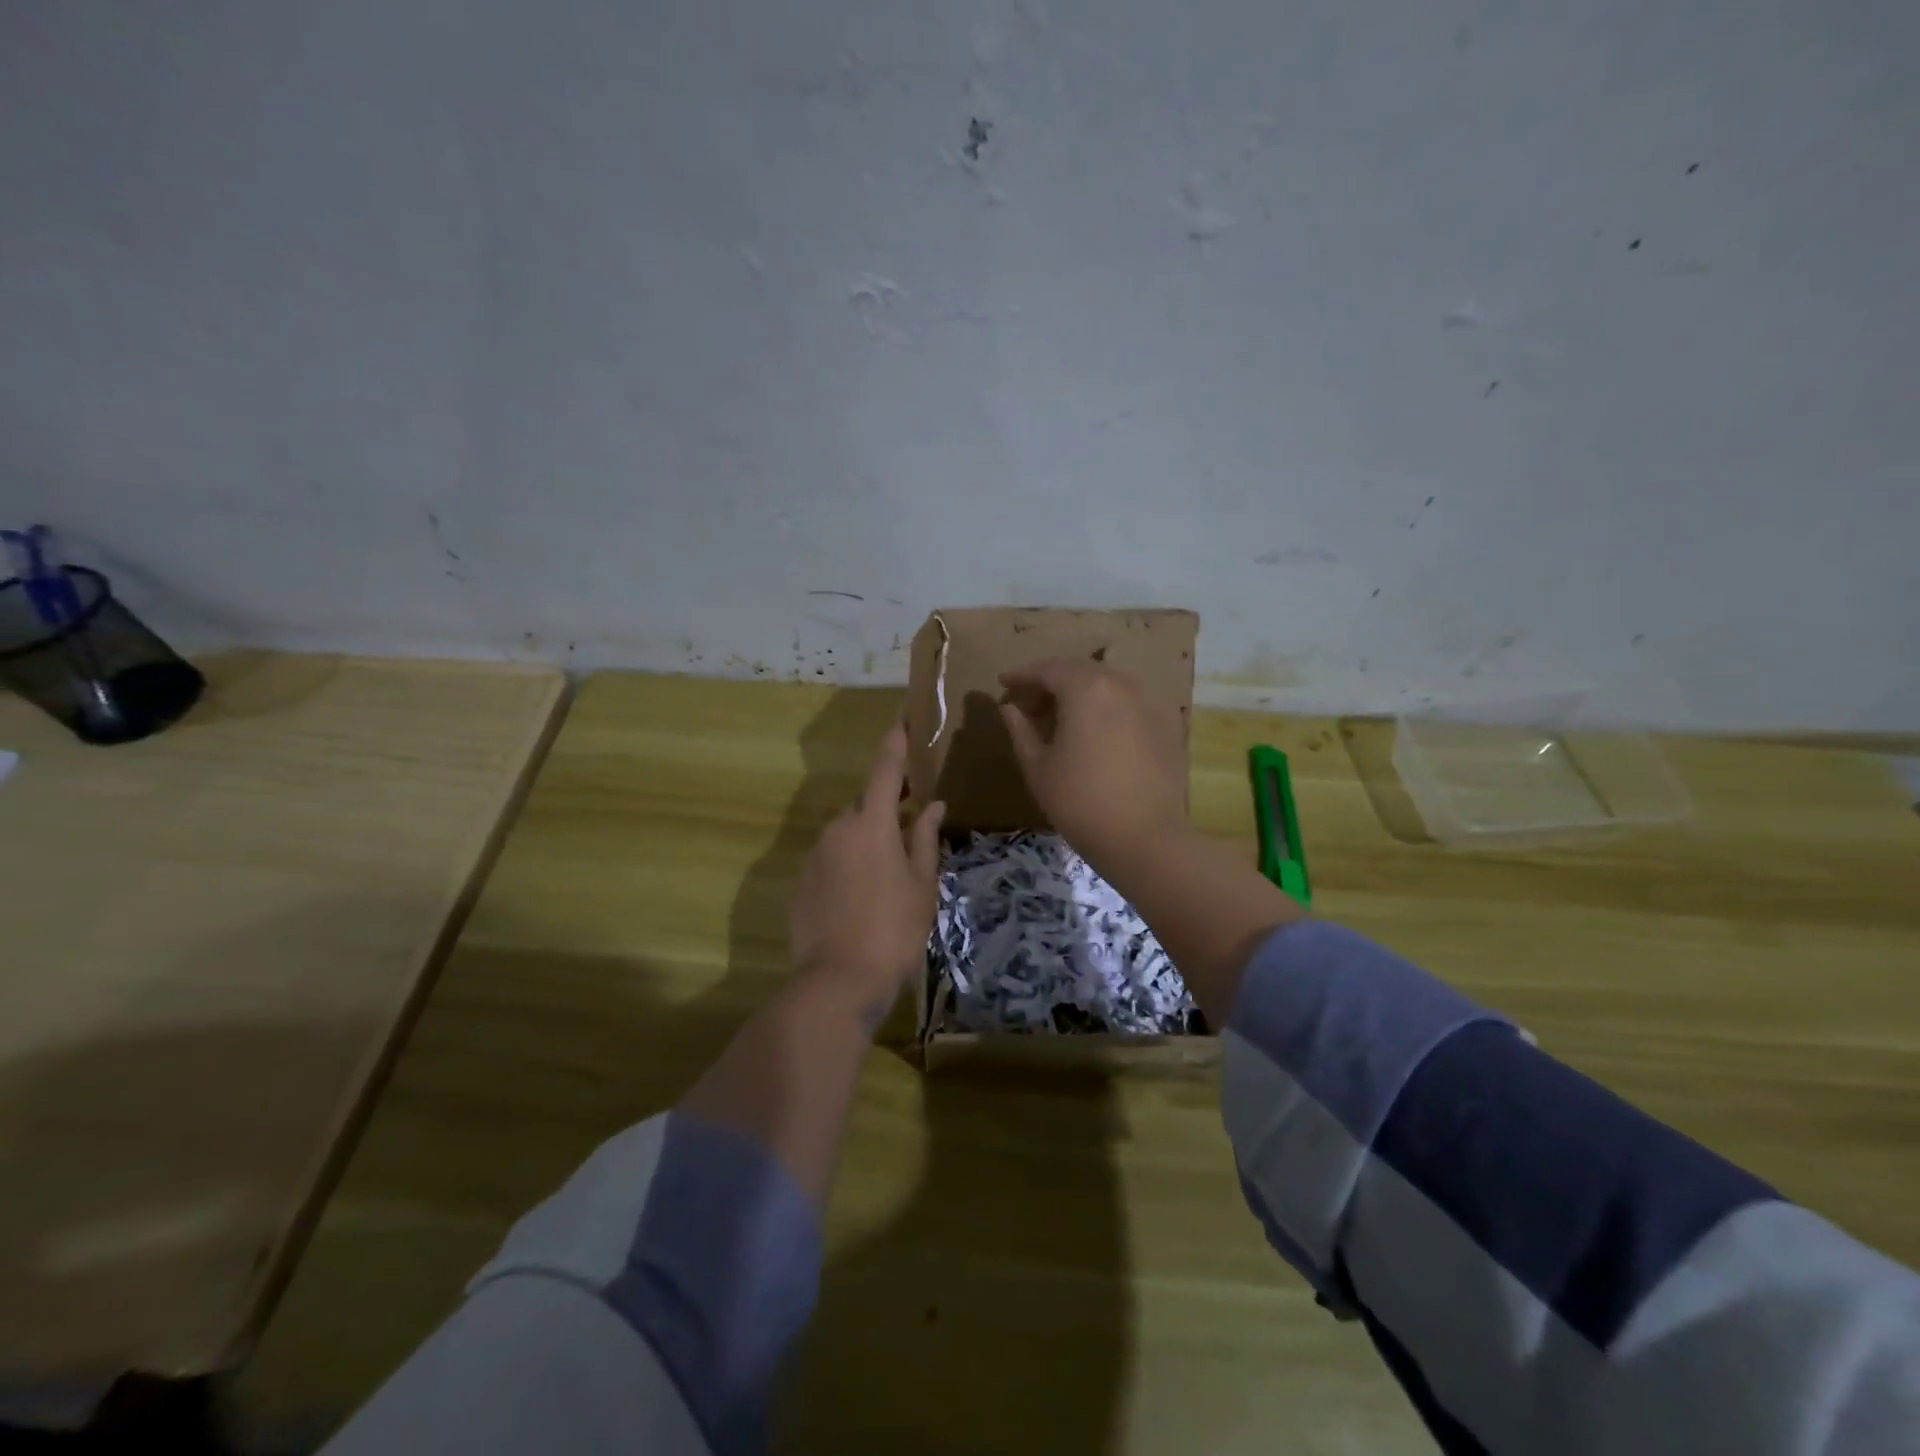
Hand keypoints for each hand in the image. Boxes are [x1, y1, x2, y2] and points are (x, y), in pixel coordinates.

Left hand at [788, 721, 945, 1021]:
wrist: (838, 981)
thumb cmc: (894, 930)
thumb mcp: (922, 885)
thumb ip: (926, 839)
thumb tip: (933, 806)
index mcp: (872, 824)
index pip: (886, 770)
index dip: (895, 742)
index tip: (902, 718)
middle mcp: (837, 828)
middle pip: (867, 807)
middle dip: (888, 811)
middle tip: (912, 832)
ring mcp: (814, 854)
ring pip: (847, 834)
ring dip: (867, 842)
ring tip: (888, 878)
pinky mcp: (800, 880)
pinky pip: (830, 859)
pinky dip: (847, 866)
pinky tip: (861, 898)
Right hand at [998, 657, 1188, 868]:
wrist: (1145, 838)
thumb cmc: (1080, 801)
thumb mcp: (1038, 767)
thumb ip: (1021, 731)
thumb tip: (1010, 709)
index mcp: (1086, 688)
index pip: (1048, 669)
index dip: (1022, 676)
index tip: (1003, 684)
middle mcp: (1119, 685)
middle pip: (1079, 671)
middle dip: (1050, 683)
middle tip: (1027, 705)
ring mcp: (1147, 704)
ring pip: (1105, 686)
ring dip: (1078, 695)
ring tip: (1057, 720)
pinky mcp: (1163, 726)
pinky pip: (1124, 704)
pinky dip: (1102, 709)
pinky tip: (1091, 734)